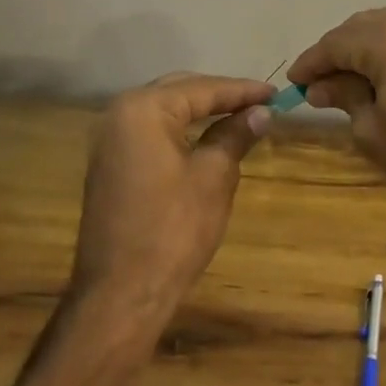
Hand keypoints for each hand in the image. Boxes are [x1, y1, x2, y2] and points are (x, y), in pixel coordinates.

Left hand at [70, 73, 274, 317]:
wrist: (121, 296)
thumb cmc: (173, 229)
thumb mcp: (214, 176)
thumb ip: (236, 135)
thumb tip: (261, 112)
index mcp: (143, 109)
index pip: (202, 89)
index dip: (242, 91)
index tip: (275, 93)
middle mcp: (119, 114)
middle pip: (180, 92)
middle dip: (220, 96)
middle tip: (259, 103)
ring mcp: (110, 142)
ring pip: (165, 112)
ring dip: (201, 113)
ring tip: (240, 116)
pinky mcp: (110, 166)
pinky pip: (152, 134)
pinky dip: (181, 132)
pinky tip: (207, 139)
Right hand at [288, 3, 385, 232]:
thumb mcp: (374, 130)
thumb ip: (344, 97)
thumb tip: (320, 86)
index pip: (335, 42)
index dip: (311, 63)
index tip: (292, 83)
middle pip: (361, 29)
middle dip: (337, 55)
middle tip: (318, 87)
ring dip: (364, 52)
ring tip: (347, 86)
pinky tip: (381, 79)